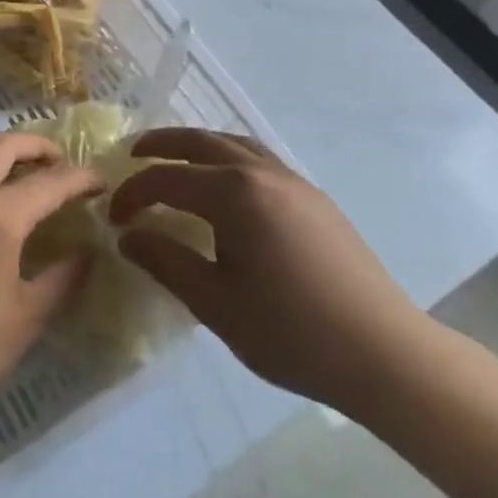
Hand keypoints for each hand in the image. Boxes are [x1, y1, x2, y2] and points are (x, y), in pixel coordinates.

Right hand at [109, 129, 440, 419]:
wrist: (385, 354)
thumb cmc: (291, 332)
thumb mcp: (214, 303)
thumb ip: (166, 261)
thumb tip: (128, 236)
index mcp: (236, 194)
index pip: (167, 179)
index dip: (133, 194)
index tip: (113, 219)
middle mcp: (264, 173)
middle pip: (202, 142)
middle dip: (162, 145)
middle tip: (133, 155)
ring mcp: (295, 183)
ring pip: (236, 145)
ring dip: (198, 147)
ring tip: (175, 162)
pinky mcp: (315, 200)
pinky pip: (260, 162)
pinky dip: (228, 160)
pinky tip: (224, 190)